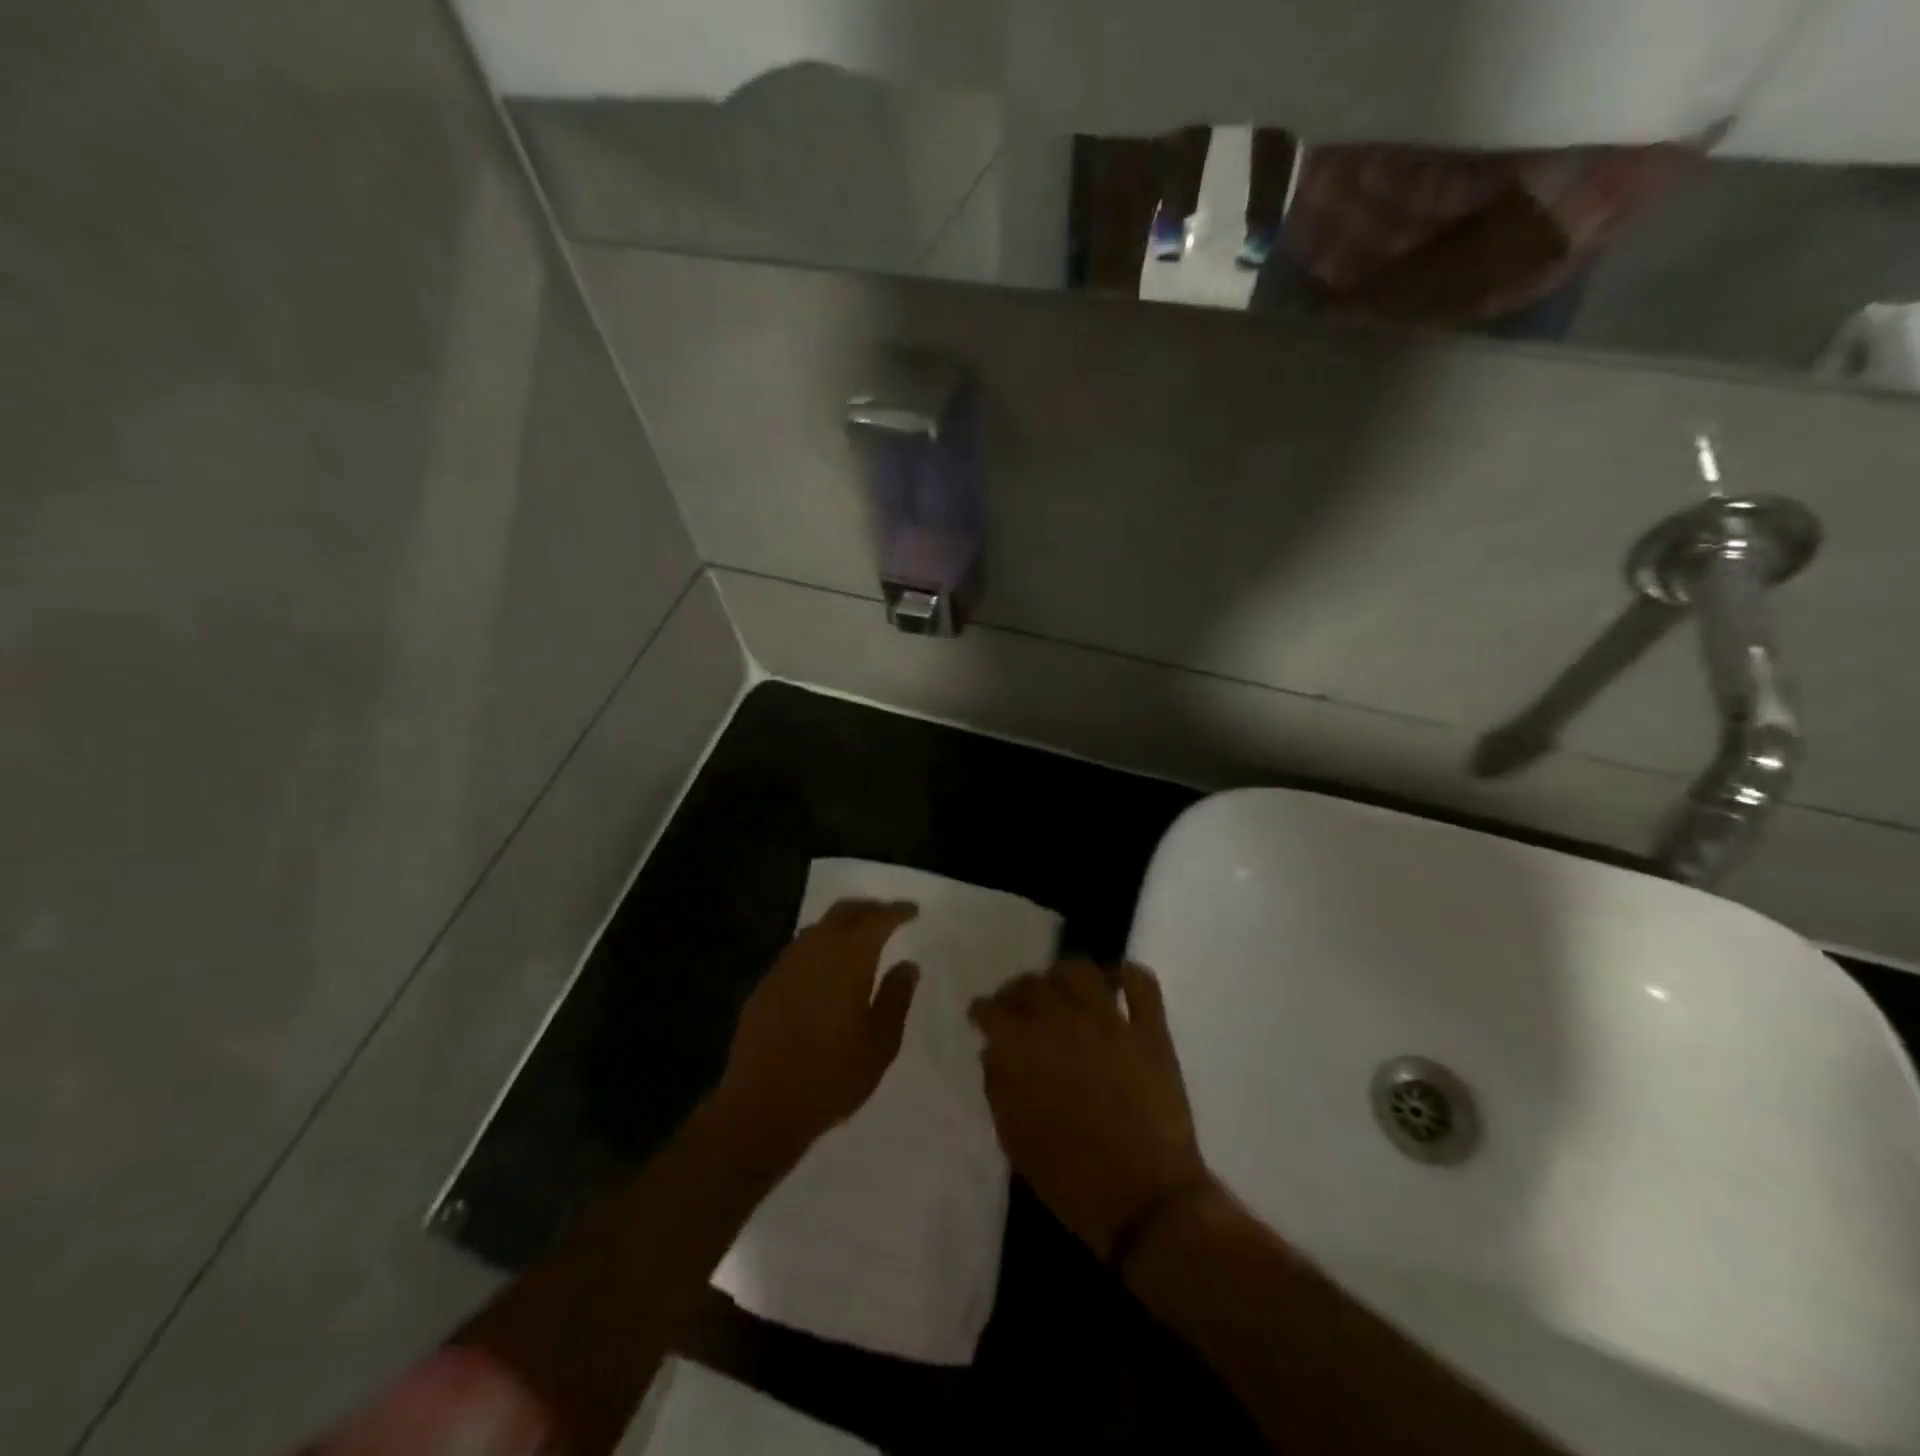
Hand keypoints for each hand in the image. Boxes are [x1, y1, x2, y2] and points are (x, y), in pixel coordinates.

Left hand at [716, 899, 919, 1157]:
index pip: (878, 919)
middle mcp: (815, 949)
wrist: (762, 1106)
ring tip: (861, 939)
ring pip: (819, 928)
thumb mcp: (881, 1042)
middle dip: (869, 908)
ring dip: (842, 925)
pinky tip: (827, 969)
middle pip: (844, 911)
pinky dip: (821, 948)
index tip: (913, 910)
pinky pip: (800, 951)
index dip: (897, 911)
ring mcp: (786, 965)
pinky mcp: (766, 984)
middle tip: (888, 915)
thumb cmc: (832, 1075)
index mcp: (849, 957)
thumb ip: (896, 997)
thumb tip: (907, 965)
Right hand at [970, 960, 1211, 1260]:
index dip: (982, 1010)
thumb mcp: (1016, 1140)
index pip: (993, 1010)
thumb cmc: (1071, 1179)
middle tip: (1017, 1004)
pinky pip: (1142, 984)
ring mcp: (1111, 1023)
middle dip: (1017, 991)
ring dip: (1064, 975)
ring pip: (1082, 972)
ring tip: (1061, 988)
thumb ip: (999, 1087)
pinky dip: (1127, 975)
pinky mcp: (1150, 1032)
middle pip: (1033, 985)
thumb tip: (994, 1051)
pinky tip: (1115, 983)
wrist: (1145, 1201)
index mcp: (1026, 1050)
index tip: (980, 1015)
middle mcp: (1064, 1022)